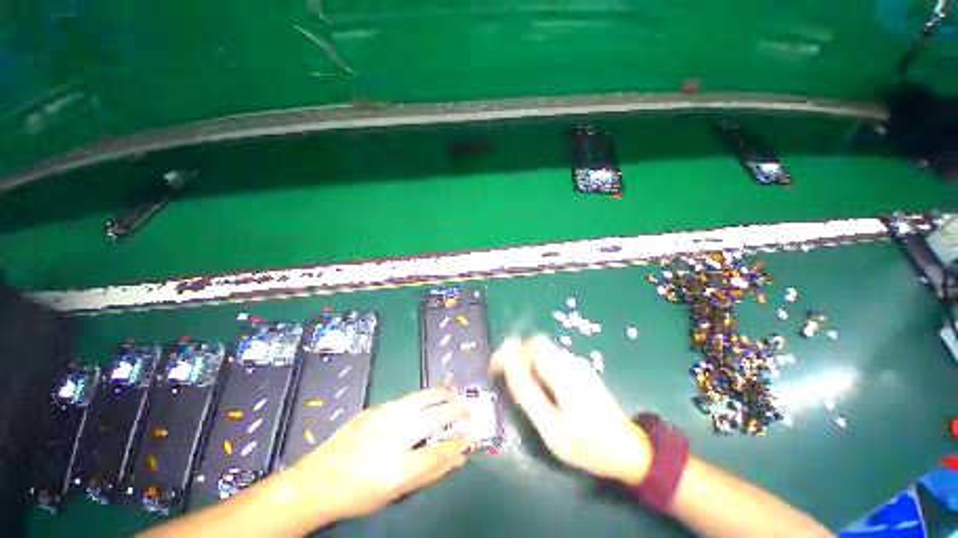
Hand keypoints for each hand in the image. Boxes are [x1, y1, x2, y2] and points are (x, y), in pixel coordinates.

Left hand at [288, 388, 471, 520]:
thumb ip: (430, 473)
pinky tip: (428, 396)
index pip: (440, 451)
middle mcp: (393, 438)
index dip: (460, 442)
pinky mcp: (373, 410)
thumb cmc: (358, 495)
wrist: (316, 482)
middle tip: (468, 408)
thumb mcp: (395, 492)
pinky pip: (405, 399)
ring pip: (421, 399)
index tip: (472, 435)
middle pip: (434, 417)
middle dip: (456, 410)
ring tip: (453, 394)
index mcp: (398, 468)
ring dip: (441, 395)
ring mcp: (381, 419)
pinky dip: (422, 396)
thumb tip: (458, 458)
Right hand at [490, 336, 651, 484]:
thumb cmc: (588, 445)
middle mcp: (570, 361)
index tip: (496, 367)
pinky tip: (540, 390)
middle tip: (505, 376)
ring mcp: (578, 365)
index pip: (531, 345)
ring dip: (527, 363)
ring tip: (520, 387)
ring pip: (544, 352)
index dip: (509, 351)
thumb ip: (528, 395)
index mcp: (563, 371)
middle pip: (536, 345)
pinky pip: (553, 361)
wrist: (629, 451)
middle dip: (517, 356)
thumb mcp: (551, 428)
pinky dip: (538, 369)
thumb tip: (508, 366)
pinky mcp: (581, 371)